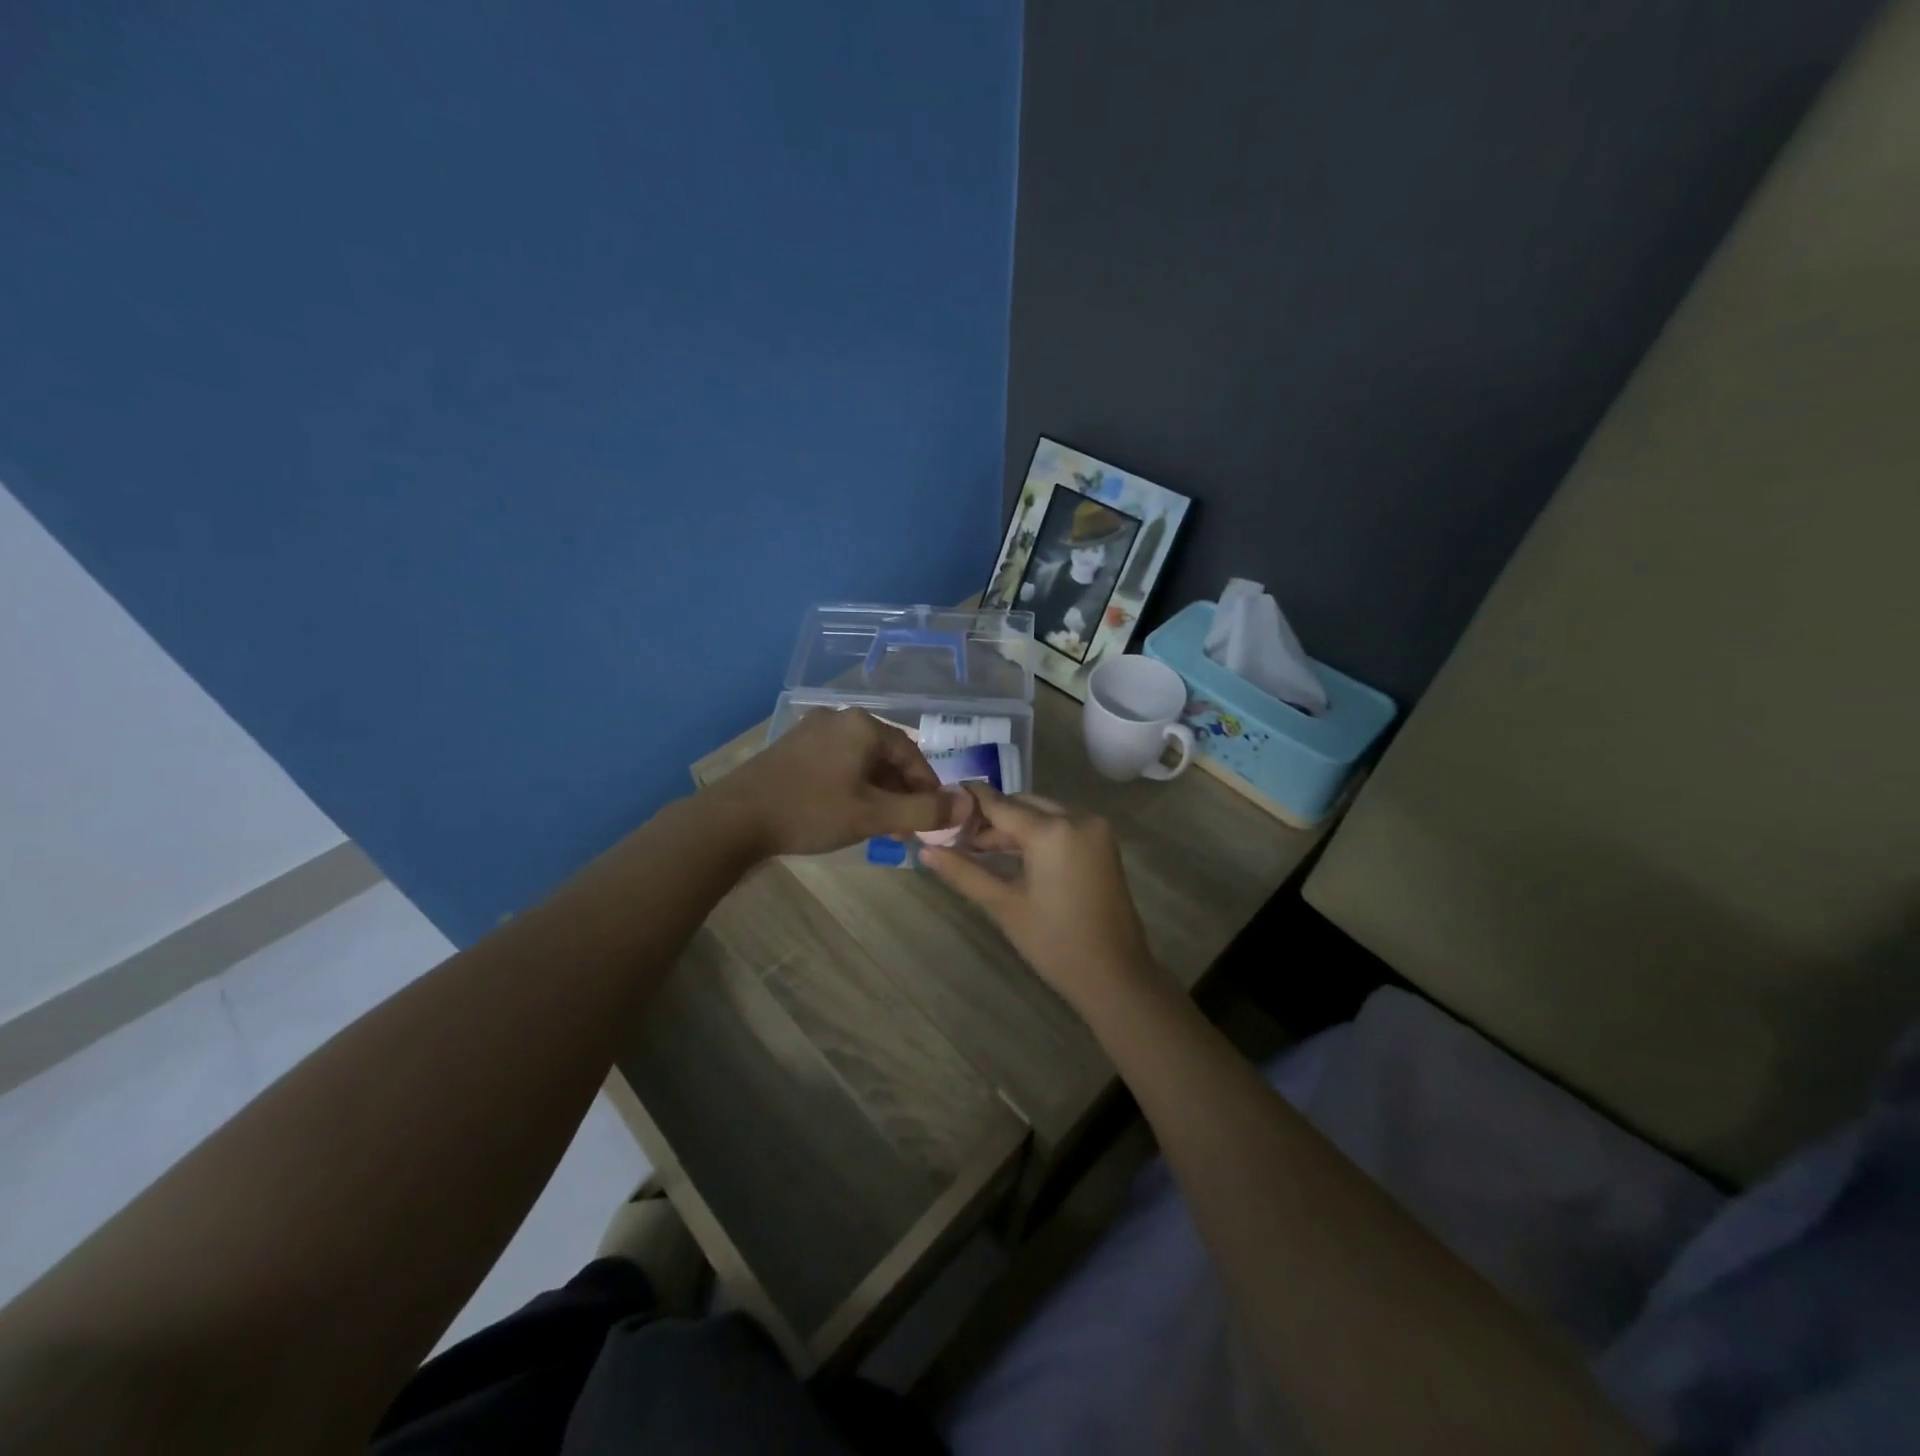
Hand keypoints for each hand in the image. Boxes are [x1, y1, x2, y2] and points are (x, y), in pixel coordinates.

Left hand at [711, 708, 955, 858]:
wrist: (734, 818)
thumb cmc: (811, 811)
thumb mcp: (873, 815)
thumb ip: (924, 811)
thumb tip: (968, 804)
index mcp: (863, 725)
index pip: (912, 754)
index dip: (928, 788)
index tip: (932, 819)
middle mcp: (839, 718)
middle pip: (886, 756)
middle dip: (901, 792)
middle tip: (906, 827)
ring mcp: (812, 731)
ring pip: (861, 761)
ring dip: (878, 792)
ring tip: (880, 825)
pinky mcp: (793, 748)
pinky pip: (837, 763)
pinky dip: (852, 786)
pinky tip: (848, 812)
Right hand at [920, 785, 1158, 1013]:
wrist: (1115, 976)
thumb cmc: (1055, 943)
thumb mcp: (1004, 905)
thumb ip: (963, 872)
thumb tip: (925, 851)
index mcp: (1053, 831)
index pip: (1000, 804)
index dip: (970, 800)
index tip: (941, 799)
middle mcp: (1078, 818)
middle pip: (1022, 805)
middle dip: (990, 817)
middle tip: (955, 836)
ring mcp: (1095, 830)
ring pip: (1042, 814)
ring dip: (1012, 827)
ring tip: (976, 849)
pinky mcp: (1102, 844)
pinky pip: (1061, 826)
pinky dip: (1036, 835)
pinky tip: (1011, 854)